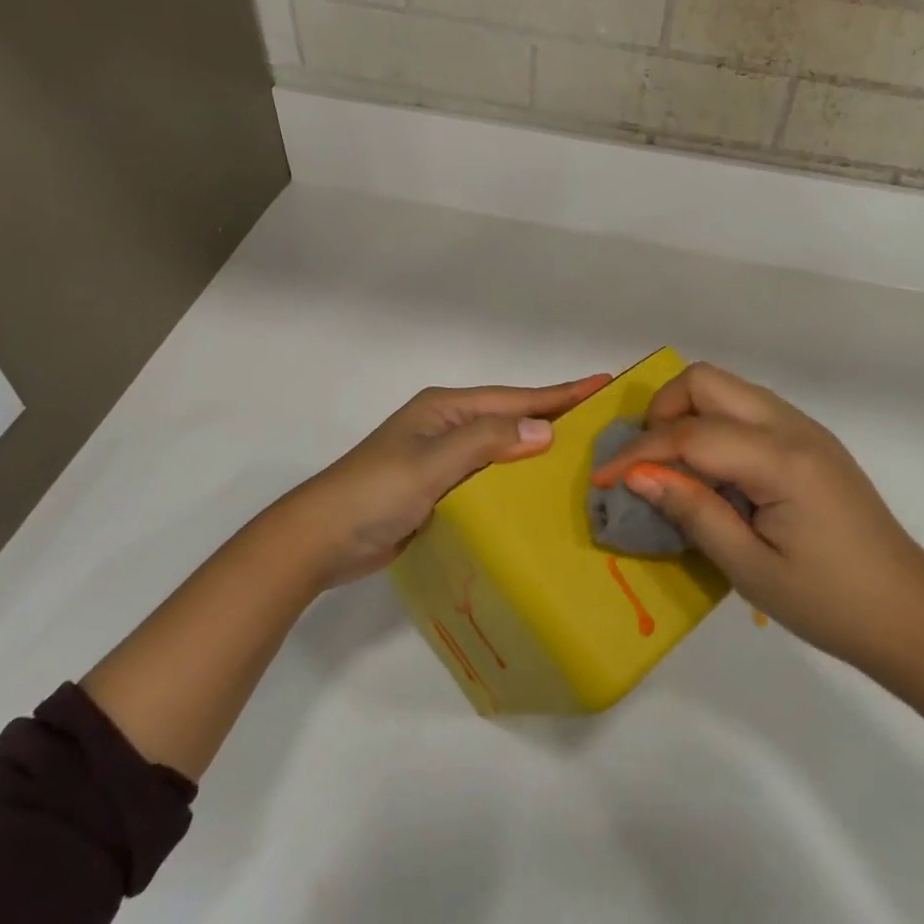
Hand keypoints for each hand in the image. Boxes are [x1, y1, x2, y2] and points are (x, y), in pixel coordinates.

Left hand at [282, 374, 609, 586]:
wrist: (319, 540)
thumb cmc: (374, 492)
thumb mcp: (432, 463)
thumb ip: (486, 442)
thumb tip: (545, 430)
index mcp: (446, 408)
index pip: (515, 398)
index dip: (560, 393)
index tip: (603, 383)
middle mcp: (448, 427)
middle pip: (512, 418)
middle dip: (554, 417)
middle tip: (604, 420)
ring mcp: (443, 459)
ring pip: (503, 449)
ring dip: (538, 450)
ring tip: (584, 455)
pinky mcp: (440, 490)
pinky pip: (490, 478)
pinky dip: (516, 481)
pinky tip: (540, 493)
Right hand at [592, 362, 923, 671]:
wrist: (911, 614)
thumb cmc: (831, 603)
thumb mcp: (751, 569)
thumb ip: (694, 512)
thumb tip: (639, 475)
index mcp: (780, 459)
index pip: (690, 434)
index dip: (639, 453)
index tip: (602, 480)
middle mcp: (792, 426)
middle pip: (707, 380)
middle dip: (663, 411)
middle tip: (646, 462)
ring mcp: (804, 427)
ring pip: (728, 387)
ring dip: (689, 413)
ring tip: (672, 464)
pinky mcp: (810, 439)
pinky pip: (748, 408)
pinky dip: (715, 423)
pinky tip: (713, 470)